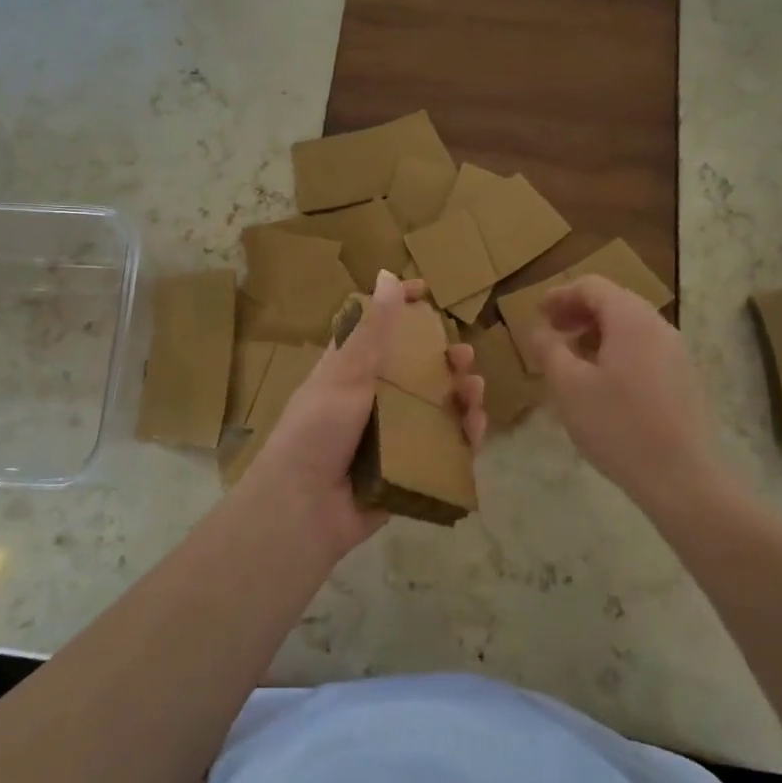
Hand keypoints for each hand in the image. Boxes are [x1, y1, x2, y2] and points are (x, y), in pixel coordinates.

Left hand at [245, 270, 486, 560]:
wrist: (305, 506)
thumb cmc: (318, 430)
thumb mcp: (345, 373)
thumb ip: (372, 330)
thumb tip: (387, 275)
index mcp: (350, 372)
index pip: (378, 332)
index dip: (401, 310)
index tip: (427, 292)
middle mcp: (372, 400)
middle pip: (416, 371)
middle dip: (444, 359)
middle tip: (463, 356)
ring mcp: (391, 435)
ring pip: (436, 408)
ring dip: (460, 395)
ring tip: (475, 390)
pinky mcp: (408, 468)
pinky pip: (443, 448)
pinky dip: (462, 436)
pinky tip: (475, 427)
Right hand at [528, 275, 731, 513]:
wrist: (680, 477)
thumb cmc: (616, 425)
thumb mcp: (567, 386)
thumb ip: (549, 349)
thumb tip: (539, 329)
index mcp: (630, 319)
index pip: (592, 286)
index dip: (560, 294)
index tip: (538, 313)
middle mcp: (658, 326)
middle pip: (614, 301)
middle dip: (579, 311)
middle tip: (552, 330)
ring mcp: (676, 352)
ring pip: (630, 326)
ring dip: (597, 331)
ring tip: (572, 355)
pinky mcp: (684, 377)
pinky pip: (644, 347)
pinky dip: (617, 349)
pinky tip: (602, 379)